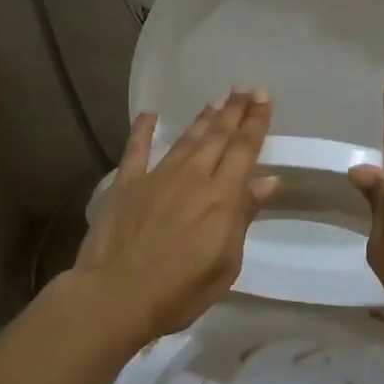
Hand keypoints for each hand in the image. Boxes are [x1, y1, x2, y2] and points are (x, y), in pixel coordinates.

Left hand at [68, 88, 278, 345]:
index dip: (255, 122)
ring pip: (185, 139)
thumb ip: (244, 216)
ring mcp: (157, 177)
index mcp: (222, 196)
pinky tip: (149, 114)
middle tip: (244, 88)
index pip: (244, 150)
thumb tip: (267, 180)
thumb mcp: (225, 262)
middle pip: (218, 137)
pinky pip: (136, 149)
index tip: (262, 97)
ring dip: (202, 119)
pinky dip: (142, 129)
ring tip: (215, 100)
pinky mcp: (126, 185)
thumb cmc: (180, 290)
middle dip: (233, 111)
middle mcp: (193, 177)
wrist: (117, 295)